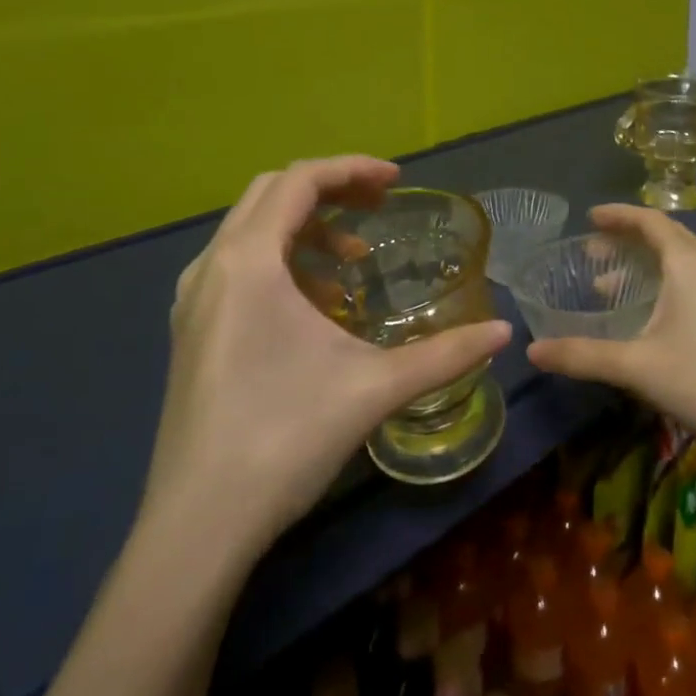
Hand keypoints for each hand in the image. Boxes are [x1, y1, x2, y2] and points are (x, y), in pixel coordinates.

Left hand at [147, 156, 510, 551]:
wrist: (199, 525)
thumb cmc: (285, 437)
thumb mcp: (376, 387)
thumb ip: (446, 354)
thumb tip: (504, 332)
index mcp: (247, 261)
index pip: (300, 181)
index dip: (352, 170)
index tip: (397, 183)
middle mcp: (211, 267)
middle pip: (272, 195)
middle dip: (331, 191)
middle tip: (380, 209)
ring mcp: (193, 301)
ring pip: (252, 232)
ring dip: (307, 230)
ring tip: (354, 266)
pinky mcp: (191, 332)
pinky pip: (239, 268)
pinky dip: (283, 264)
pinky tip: (318, 308)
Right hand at [525, 205, 695, 472]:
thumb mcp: (637, 367)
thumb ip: (583, 355)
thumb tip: (532, 350)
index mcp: (689, 264)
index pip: (651, 221)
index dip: (619, 215)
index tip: (590, 218)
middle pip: (668, 238)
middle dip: (628, 241)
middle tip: (593, 255)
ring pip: (684, 262)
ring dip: (648, 267)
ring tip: (612, 290)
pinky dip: (668, 285)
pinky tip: (654, 319)